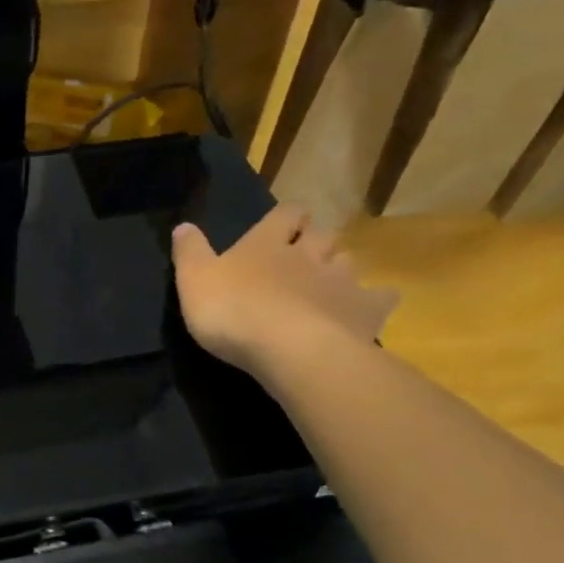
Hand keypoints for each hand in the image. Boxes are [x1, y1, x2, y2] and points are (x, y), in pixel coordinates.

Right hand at [171, 206, 397, 377]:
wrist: (288, 348)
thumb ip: (189, 252)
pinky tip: (368, 309)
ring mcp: (340, 280)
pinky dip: (376, 300)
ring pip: (348, 261)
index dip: (285, 217)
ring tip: (330, 284)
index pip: (285, 213)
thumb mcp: (193, 280)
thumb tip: (183, 225)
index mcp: (266, 243)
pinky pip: (380, 298)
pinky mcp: (363, 310)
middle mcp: (308, 253)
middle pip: (321, 234)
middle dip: (315, 240)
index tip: (284, 224)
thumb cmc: (233, 311)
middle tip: (305, 255)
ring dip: (340, 267)